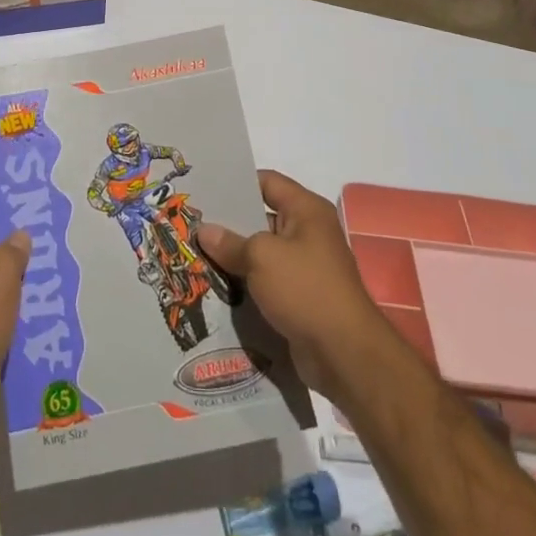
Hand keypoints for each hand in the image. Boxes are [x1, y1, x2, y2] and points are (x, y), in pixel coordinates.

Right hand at [197, 170, 393, 396]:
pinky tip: (216, 284)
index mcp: (307, 210)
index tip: (205, 188)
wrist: (343, 354)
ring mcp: (305, 266)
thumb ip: (230, 242)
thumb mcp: (261, 257)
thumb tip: (204, 231)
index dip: (237, 183)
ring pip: (262, 252)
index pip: (267, 182)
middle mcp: (308, 232)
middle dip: (229, 223)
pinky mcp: (300, 296)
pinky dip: (245, 281)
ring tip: (196, 253)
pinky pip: (267, 280)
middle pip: (262, 217)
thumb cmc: (305, 289)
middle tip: (192, 223)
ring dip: (235, 256)